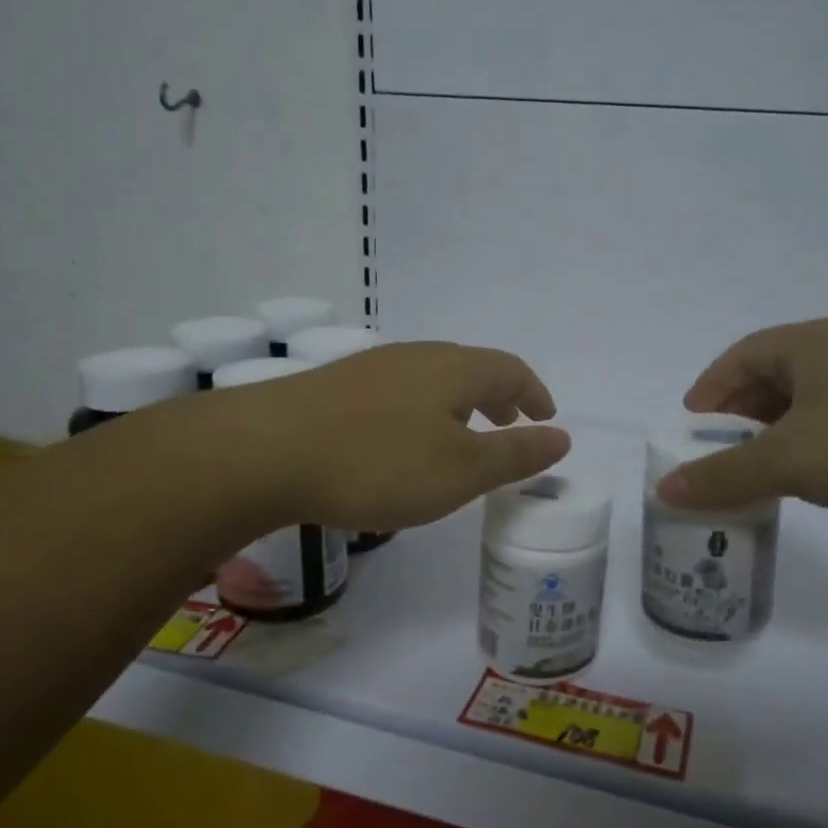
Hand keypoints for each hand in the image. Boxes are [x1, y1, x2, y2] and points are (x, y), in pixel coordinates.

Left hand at [218, 342, 570, 531]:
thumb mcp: (460, 471)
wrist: (264, 451)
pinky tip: (403, 442)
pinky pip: (398, 393)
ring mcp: (370, 369)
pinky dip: (422, 412)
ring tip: (460, 435)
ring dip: (458, 403)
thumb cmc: (378, 463)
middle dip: (496, 395)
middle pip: (470, 367)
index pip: (510, 369)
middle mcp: (415, 357)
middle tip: (508, 423)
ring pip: (431, 379)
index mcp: (453, 369)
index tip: (545, 418)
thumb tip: (563, 437)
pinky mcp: (335, 388)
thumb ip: (514, 454)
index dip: (534, 393)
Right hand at [656, 318, 827, 523]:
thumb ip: (724, 475)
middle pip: (771, 378)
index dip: (709, 389)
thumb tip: (665, 489)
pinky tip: (809, 480)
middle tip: (718, 454)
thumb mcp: (790, 461)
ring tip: (756, 473)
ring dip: (775, 436)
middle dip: (739, 417)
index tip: (690, 427)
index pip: (740, 356)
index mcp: (811, 344)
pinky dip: (810, 448)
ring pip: (807, 404)